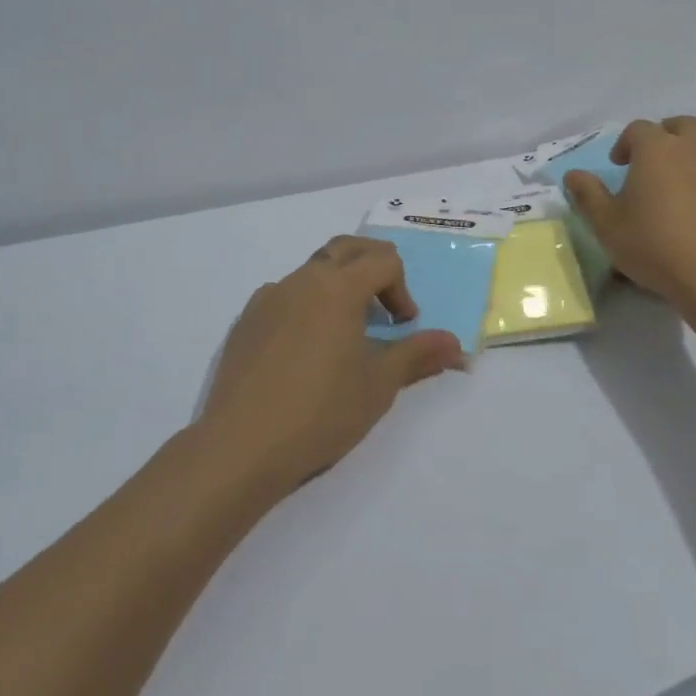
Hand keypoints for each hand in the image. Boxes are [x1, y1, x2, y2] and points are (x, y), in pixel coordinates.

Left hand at [198, 235, 465, 490]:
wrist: (240, 446)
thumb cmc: (321, 411)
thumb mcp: (379, 384)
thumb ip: (418, 355)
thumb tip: (455, 344)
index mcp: (338, 286)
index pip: (383, 260)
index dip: (402, 289)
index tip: (402, 327)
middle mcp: (302, 279)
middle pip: (346, 249)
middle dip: (373, 268)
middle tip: (384, 307)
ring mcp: (268, 297)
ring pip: (313, 271)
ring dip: (338, 287)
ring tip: (345, 334)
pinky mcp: (246, 321)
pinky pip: (285, 296)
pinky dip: (306, 306)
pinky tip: (304, 351)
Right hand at [562, 116, 695, 304]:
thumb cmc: (654, 246)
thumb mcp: (606, 225)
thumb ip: (587, 195)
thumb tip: (572, 174)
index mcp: (654, 149)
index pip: (636, 129)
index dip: (625, 143)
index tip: (619, 166)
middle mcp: (692, 143)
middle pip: (679, 124)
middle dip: (665, 136)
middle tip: (655, 161)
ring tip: (694, 160)